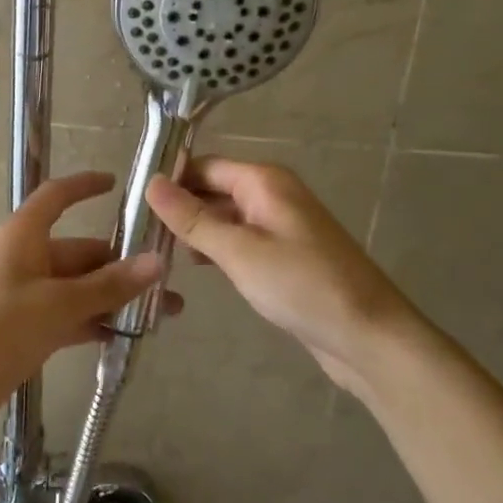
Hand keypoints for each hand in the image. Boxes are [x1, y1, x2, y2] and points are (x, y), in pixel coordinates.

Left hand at [0, 171, 174, 439]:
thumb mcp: (56, 305)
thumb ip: (107, 286)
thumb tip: (156, 262)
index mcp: (24, 236)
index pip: (57, 197)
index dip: (84, 186)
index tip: (117, 184)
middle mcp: (26, 259)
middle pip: (80, 252)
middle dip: (123, 265)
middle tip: (171, 282)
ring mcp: (26, 296)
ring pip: (79, 289)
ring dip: (116, 299)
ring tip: (165, 314)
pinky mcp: (26, 330)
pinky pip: (69, 317)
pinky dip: (95, 322)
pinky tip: (131, 336)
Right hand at [145, 157, 432, 399]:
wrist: (369, 337)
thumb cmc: (302, 286)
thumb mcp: (238, 251)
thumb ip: (192, 218)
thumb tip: (151, 182)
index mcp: (264, 182)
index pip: (204, 165)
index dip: (170, 179)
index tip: (133, 202)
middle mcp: (273, 194)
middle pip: (214, 188)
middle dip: (180, 207)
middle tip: (138, 232)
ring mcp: (281, 225)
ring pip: (225, 216)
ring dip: (196, 230)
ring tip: (157, 251)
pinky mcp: (286, 254)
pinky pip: (241, 239)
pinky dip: (217, 248)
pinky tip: (196, 267)